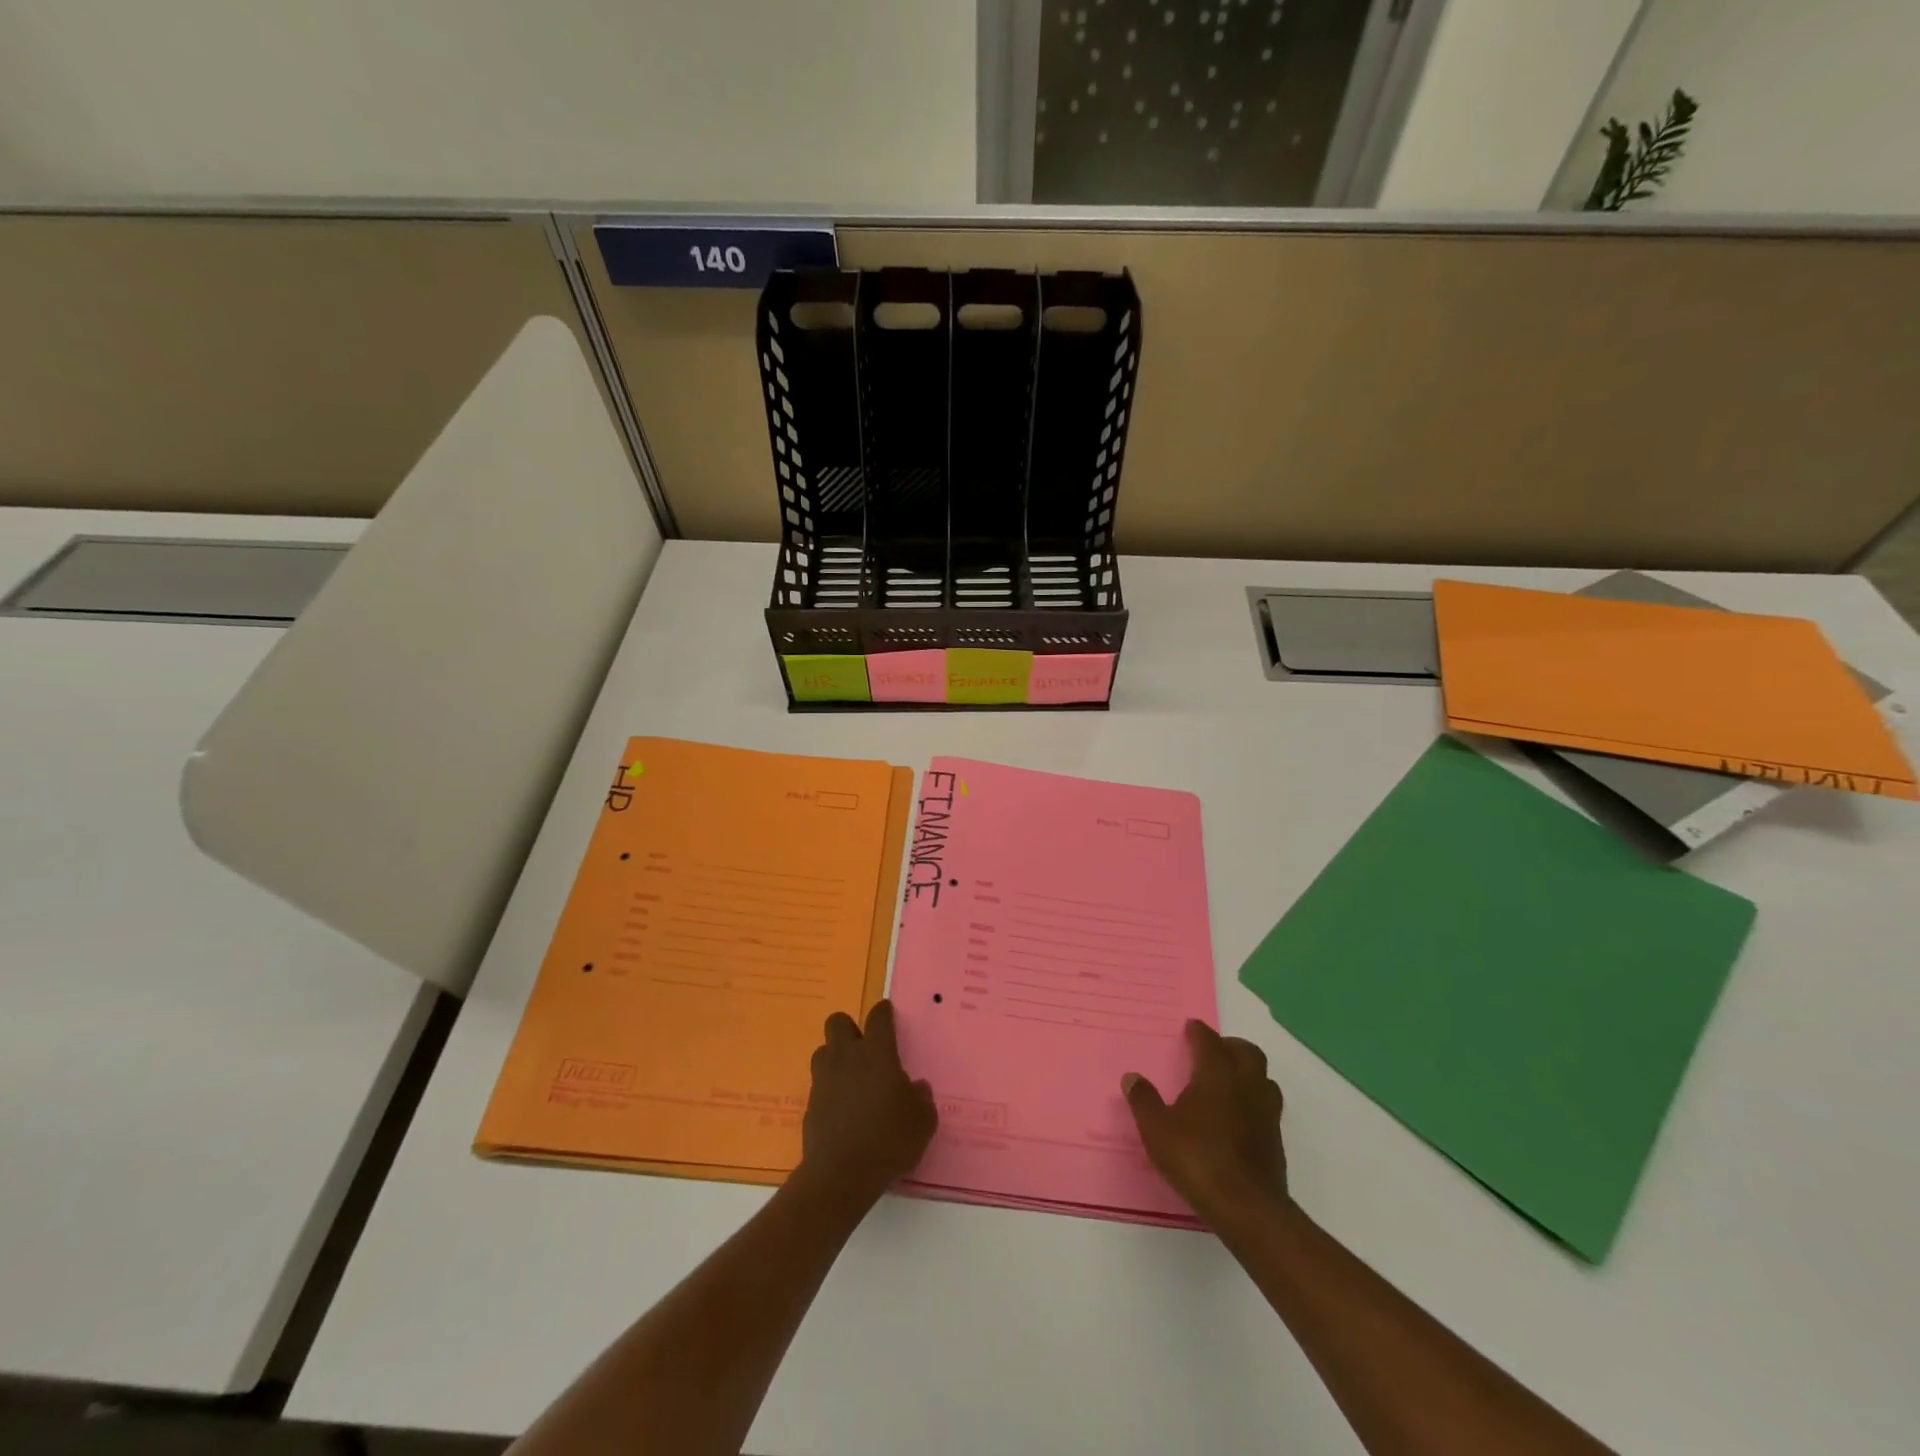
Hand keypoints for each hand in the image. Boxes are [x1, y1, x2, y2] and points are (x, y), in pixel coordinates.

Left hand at [796, 1000, 937, 1209]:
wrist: (841, 1175)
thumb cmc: (888, 1140)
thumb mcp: (922, 1122)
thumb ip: (921, 1099)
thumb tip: (916, 1088)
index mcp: (876, 1052)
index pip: (878, 1016)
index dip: (884, 1012)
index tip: (888, 1015)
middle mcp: (846, 1057)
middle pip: (838, 1022)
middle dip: (850, 1028)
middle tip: (865, 1048)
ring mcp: (824, 1079)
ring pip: (823, 1050)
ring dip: (835, 1058)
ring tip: (851, 1078)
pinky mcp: (809, 1104)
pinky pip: (819, 1084)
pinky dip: (829, 1089)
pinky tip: (842, 1109)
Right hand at [1123, 1020, 1288, 1225]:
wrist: (1247, 1207)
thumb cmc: (1197, 1158)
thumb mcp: (1157, 1130)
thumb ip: (1144, 1100)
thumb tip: (1132, 1077)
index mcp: (1217, 1074)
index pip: (1210, 1041)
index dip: (1199, 1032)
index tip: (1191, 1027)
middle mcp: (1246, 1085)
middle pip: (1247, 1052)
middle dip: (1230, 1046)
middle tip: (1213, 1051)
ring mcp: (1266, 1112)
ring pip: (1263, 1078)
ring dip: (1248, 1073)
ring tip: (1228, 1082)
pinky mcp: (1275, 1139)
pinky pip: (1267, 1106)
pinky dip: (1253, 1101)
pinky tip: (1238, 1117)